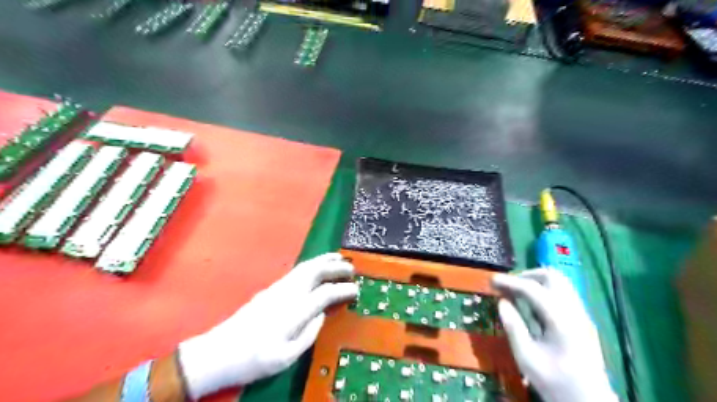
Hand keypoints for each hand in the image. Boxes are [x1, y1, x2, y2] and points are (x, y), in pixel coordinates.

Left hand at [177, 253, 355, 396]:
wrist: (218, 352)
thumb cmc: (254, 359)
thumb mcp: (286, 357)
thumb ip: (309, 333)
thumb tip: (322, 314)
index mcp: (293, 311)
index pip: (325, 293)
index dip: (343, 290)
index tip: (356, 290)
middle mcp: (287, 293)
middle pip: (315, 271)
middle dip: (335, 267)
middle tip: (352, 267)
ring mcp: (277, 288)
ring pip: (305, 267)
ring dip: (324, 260)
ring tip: (339, 258)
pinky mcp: (271, 288)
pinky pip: (298, 270)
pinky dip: (313, 264)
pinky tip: (317, 267)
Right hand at [490, 268, 619, 401]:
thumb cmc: (554, 381)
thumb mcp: (526, 357)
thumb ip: (513, 327)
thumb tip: (501, 302)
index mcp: (561, 321)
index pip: (533, 289)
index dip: (510, 281)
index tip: (491, 280)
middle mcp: (574, 312)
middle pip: (552, 277)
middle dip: (526, 275)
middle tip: (508, 287)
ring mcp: (581, 315)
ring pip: (560, 282)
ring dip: (536, 281)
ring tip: (517, 294)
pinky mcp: (582, 320)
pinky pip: (562, 293)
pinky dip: (544, 291)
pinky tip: (532, 306)